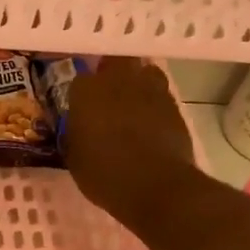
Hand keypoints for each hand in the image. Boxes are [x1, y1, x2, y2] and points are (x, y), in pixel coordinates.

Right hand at [63, 57, 198, 227]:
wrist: (156, 185)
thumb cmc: (104, 174)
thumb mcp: (75, 158)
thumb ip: (75, 134)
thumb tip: (78, 128)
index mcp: (86, 91)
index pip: (79, 81)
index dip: (82, 96)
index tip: (82, 111)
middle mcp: (118, 80)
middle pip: (115, 63)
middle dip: (112, 75)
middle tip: (109, 98)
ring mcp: (150, 89)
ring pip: (143, 73)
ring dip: (138, 85)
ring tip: (133, 107)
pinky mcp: (174, 104)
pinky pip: (161, 95)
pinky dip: (156, 105)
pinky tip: (152, 124)